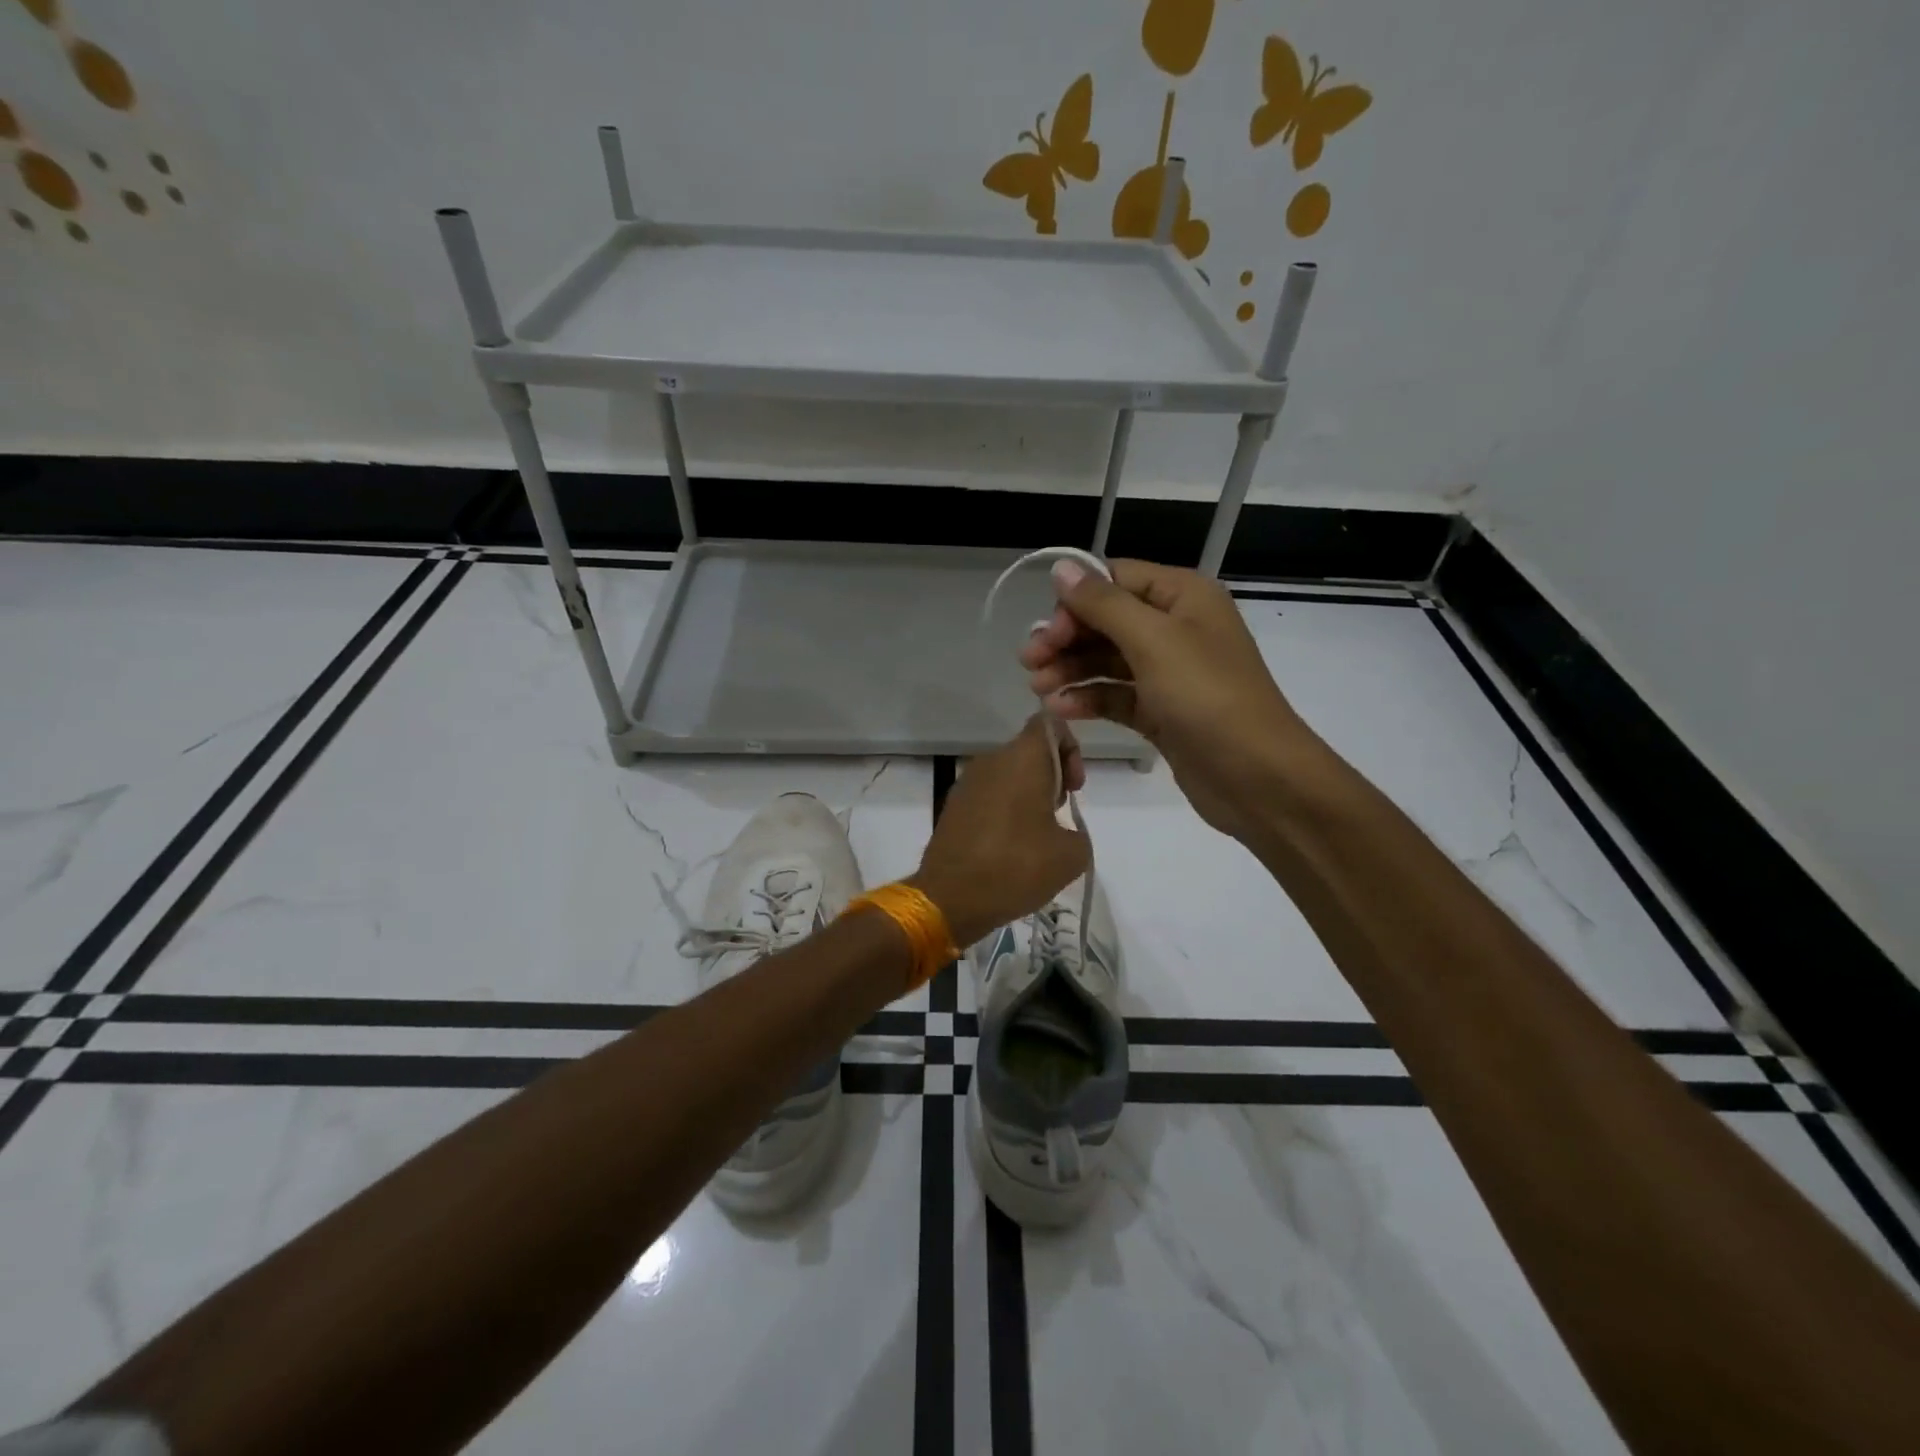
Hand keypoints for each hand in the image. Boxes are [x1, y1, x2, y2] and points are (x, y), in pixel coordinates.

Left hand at [910, 715, 1090, 946]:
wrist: (950, 898)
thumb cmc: (1016, 867)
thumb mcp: (1071, 855)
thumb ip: (1077, 831)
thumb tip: (1062, 832)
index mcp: (1022, 758)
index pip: (1049, 724)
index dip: (1070, 748)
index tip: (1072, 787)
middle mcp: (991, 760)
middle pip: (1029, 751)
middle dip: (1051, 777)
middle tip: (1057, 817)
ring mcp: (966, 782)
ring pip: (1007, 774)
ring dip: (1026, 796)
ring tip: (1034, 838)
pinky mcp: (952, 806)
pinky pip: (987, 795)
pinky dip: (1003, 811)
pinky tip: (1008, 848)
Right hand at [1020, 558, 1326, 842]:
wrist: (1256, 777)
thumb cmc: (1206, 697)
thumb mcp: (1153, 641)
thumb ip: (1103, 604)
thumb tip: (1062, 567)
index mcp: (1183, 597)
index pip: (1116, 580)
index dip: (1076, 602)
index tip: (1047, 633)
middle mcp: (1177, 628)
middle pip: (1108, 621)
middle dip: (1067, 639)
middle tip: (1029, 663)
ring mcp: (1170, 673)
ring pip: (1109, 660)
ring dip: (1072, 670)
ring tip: (1038, 690)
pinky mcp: (1163, 712)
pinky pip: (1118, 696)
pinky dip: (1090, 699)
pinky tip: (1062, 711)